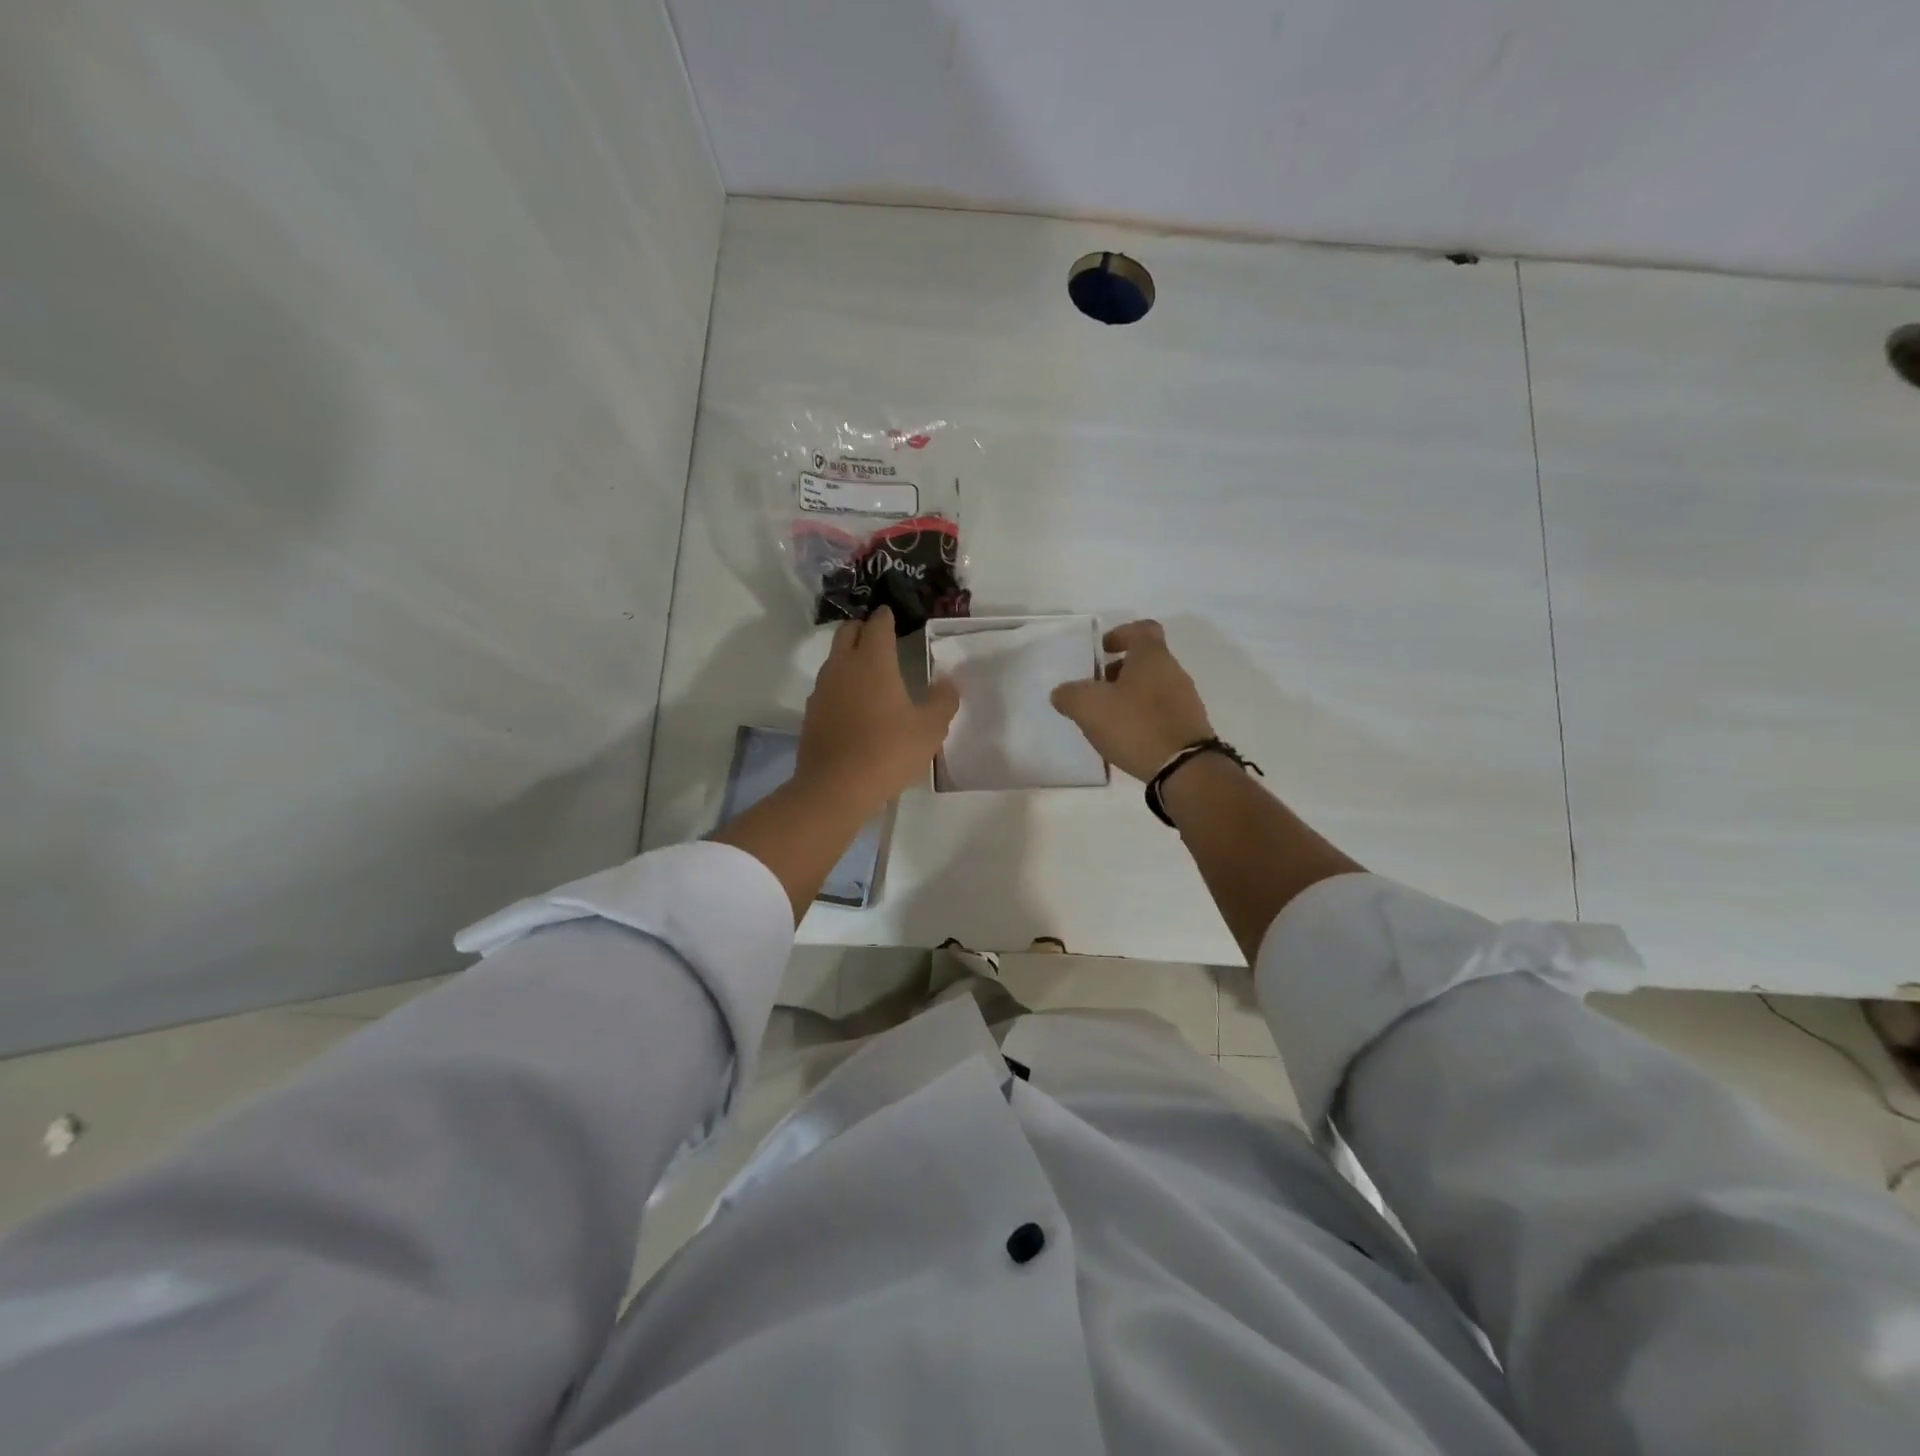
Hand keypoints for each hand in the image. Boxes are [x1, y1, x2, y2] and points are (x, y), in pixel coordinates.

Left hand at [797, 606, 959, 810]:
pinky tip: (854, 705)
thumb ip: (943, 700)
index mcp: (873, 661)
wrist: (835, 787)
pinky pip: (827, 687)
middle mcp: (843, 666)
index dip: (886, 617)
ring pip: (834, 659)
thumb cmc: (888, 751)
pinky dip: (841, 685)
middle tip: (881, 638)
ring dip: (850, 656)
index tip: (893, 615)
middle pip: (848, 632)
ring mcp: (822, 689)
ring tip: (870, 671)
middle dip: (863, 629)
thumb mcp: (930, 729)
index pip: (878, 624)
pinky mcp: (811, 713)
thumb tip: (947, 682)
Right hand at [1051, 619, 1213, 781]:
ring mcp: (1185, 699)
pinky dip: (1143, 717)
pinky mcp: (1189, 725)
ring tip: (1108, 719)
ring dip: (1130, 696)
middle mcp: (1174, 671)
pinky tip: (1128, 737)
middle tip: (1097, 690)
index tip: (1102, 651)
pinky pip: (1161, 711)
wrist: (1184, 768)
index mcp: (1152, 656)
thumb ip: (1069, 695)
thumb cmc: (1135, 725)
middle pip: (1145, 660)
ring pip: (1153, 686)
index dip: (1120, 634)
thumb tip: (1062, 693)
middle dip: (1118, 671)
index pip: (1141, 629)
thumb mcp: (1089, 708)